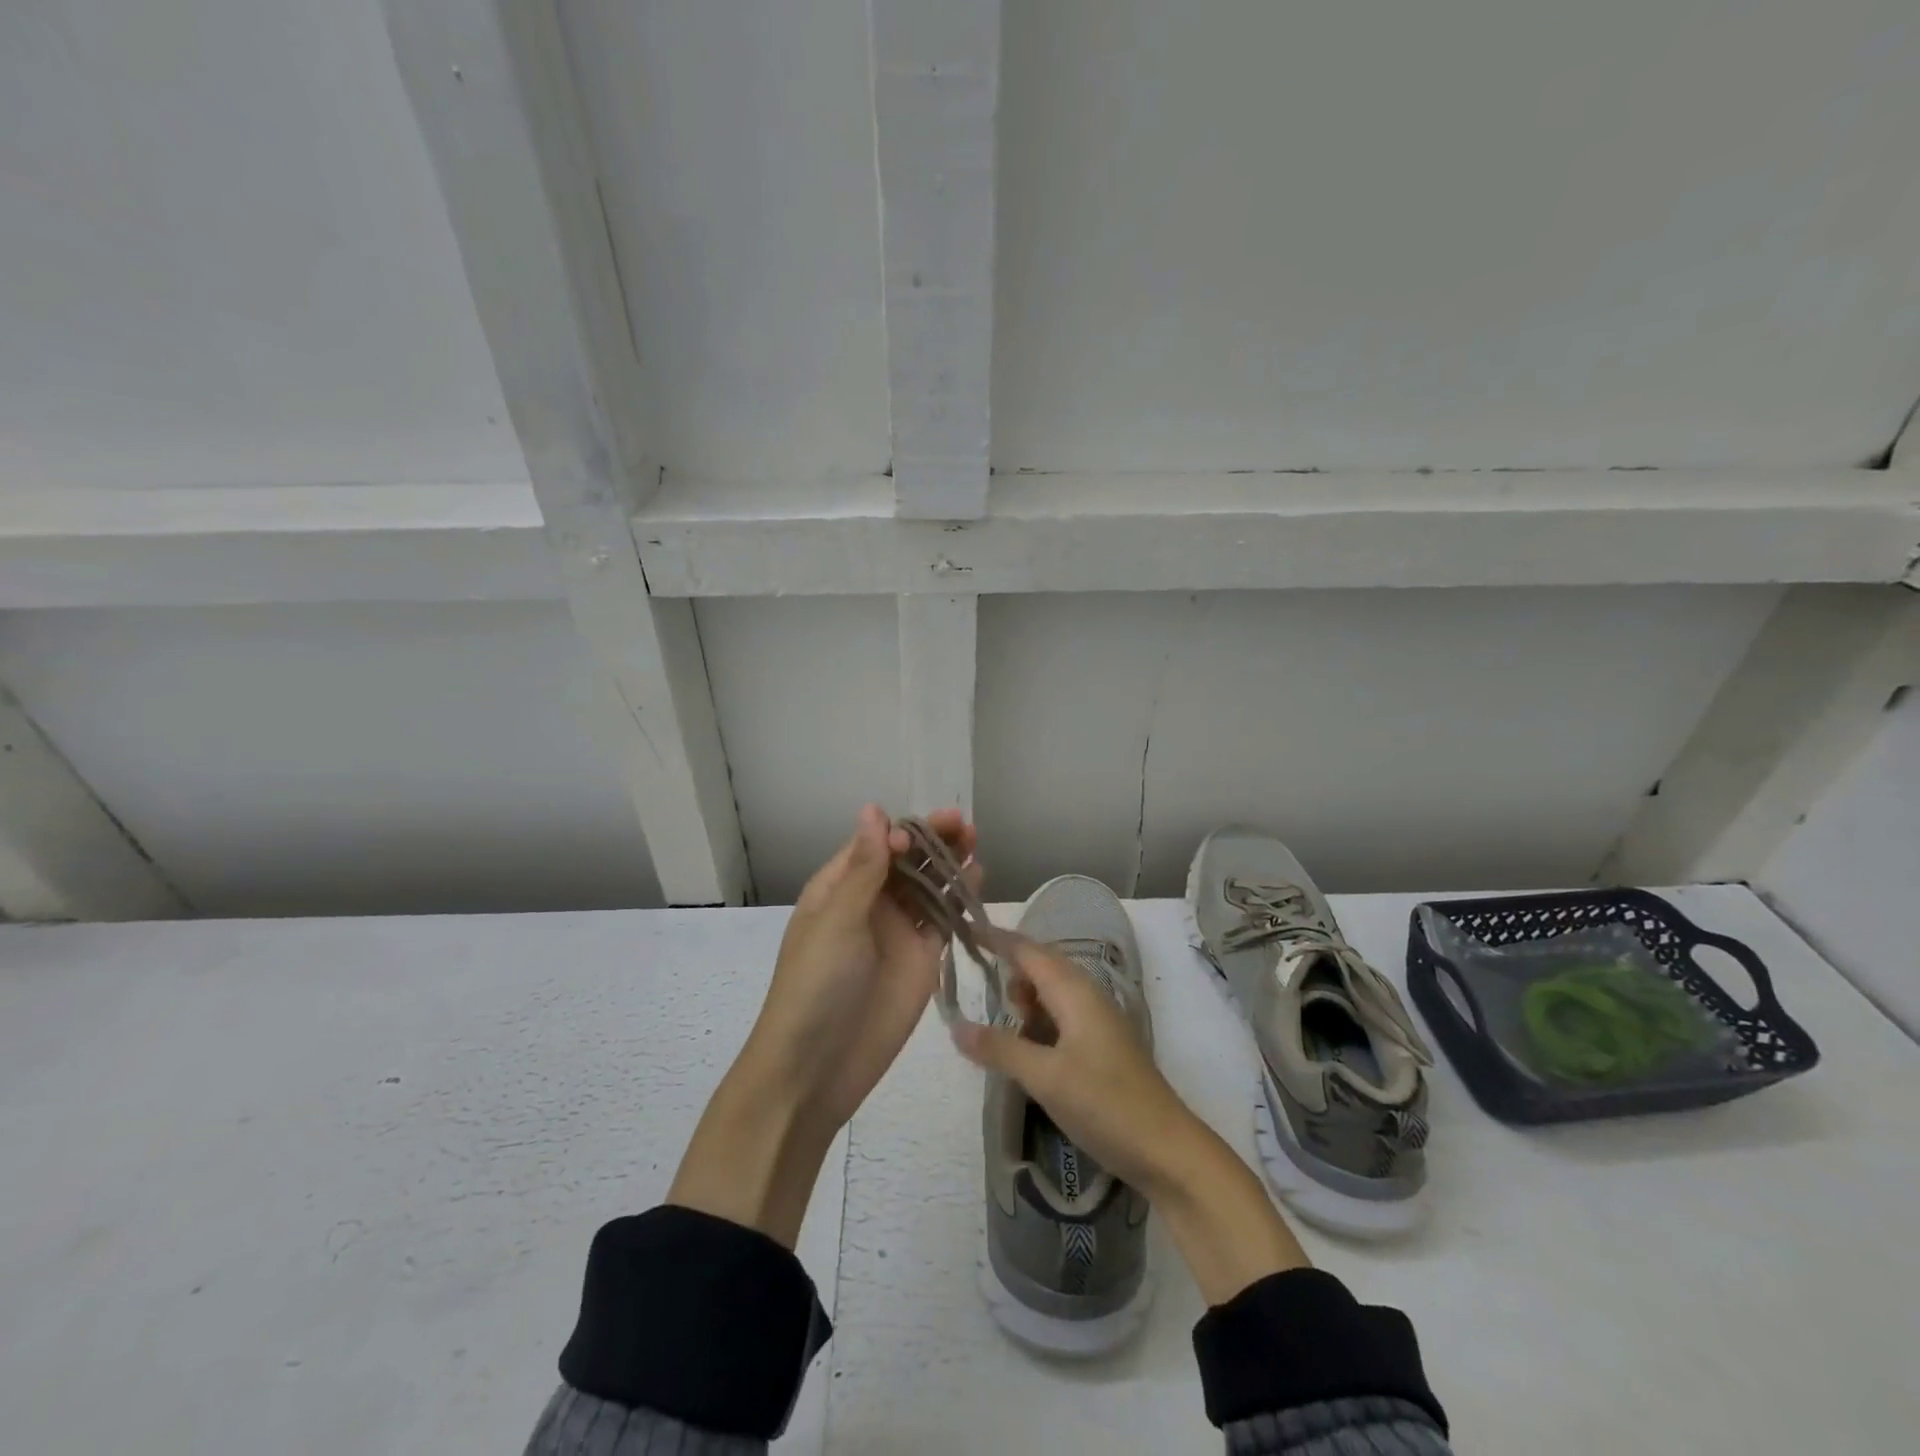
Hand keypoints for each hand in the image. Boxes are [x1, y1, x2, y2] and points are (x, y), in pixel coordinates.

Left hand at [746, 803, 976, 1131]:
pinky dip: (959, 899)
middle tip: (963, 826)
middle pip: (907, 861)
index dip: (900, 833)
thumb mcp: (837, 920)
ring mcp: (898, 931)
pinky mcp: (922, 958)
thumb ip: (864, 867)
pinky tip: (977, 880)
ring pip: (928, 886)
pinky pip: (943, 919)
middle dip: (932, 840)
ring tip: (974, 844)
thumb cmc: (816, 985)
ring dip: (949, 863)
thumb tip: (873, 808)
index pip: (875, 844)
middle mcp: (870, 903)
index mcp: (840, 887)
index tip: (918, 837)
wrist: (817, 1067)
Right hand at [950, 938, 1193, 1191]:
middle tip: (978, 993)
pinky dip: (1038, 1024)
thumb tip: (956, 1026)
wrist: (1166, 1149)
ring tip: (1005, 1033)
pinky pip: (1061, 1017)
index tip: (963, 929)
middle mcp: (1086, 995)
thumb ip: (1000, 1048)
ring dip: (1024, 1003)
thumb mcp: (1044, 1077)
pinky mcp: (1100, 1044)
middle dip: (1008, 973)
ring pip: (1050, 993)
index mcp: (1074, 990)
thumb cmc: (1104, 1103)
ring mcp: (1097, 1020)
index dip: (995, 938)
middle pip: (1040, 966)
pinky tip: (1027, 1052)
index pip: (1027, 950)